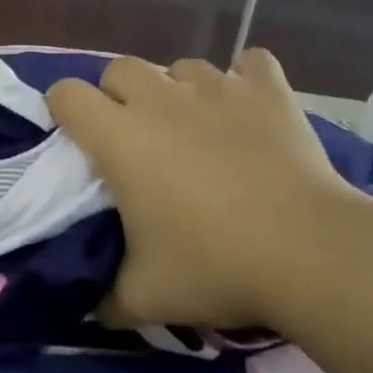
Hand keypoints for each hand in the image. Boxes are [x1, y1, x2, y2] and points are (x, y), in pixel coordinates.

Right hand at [47, 50, 369, 332]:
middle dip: (119, 96)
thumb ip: (106, 298)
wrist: (308, 251)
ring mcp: (217, 86)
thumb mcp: (145, 297)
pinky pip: (249, 64)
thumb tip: (91, 309)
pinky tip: (249, 110)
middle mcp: (162, 98)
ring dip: (179, 92)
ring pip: (181, 66)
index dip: (64, 111)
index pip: (67, 94)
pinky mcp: (267, 88)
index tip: (78, 139)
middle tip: (138, 140)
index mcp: (121, 137)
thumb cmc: (216, 266)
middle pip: (120, 69)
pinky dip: (245, 82)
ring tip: (198, 130)